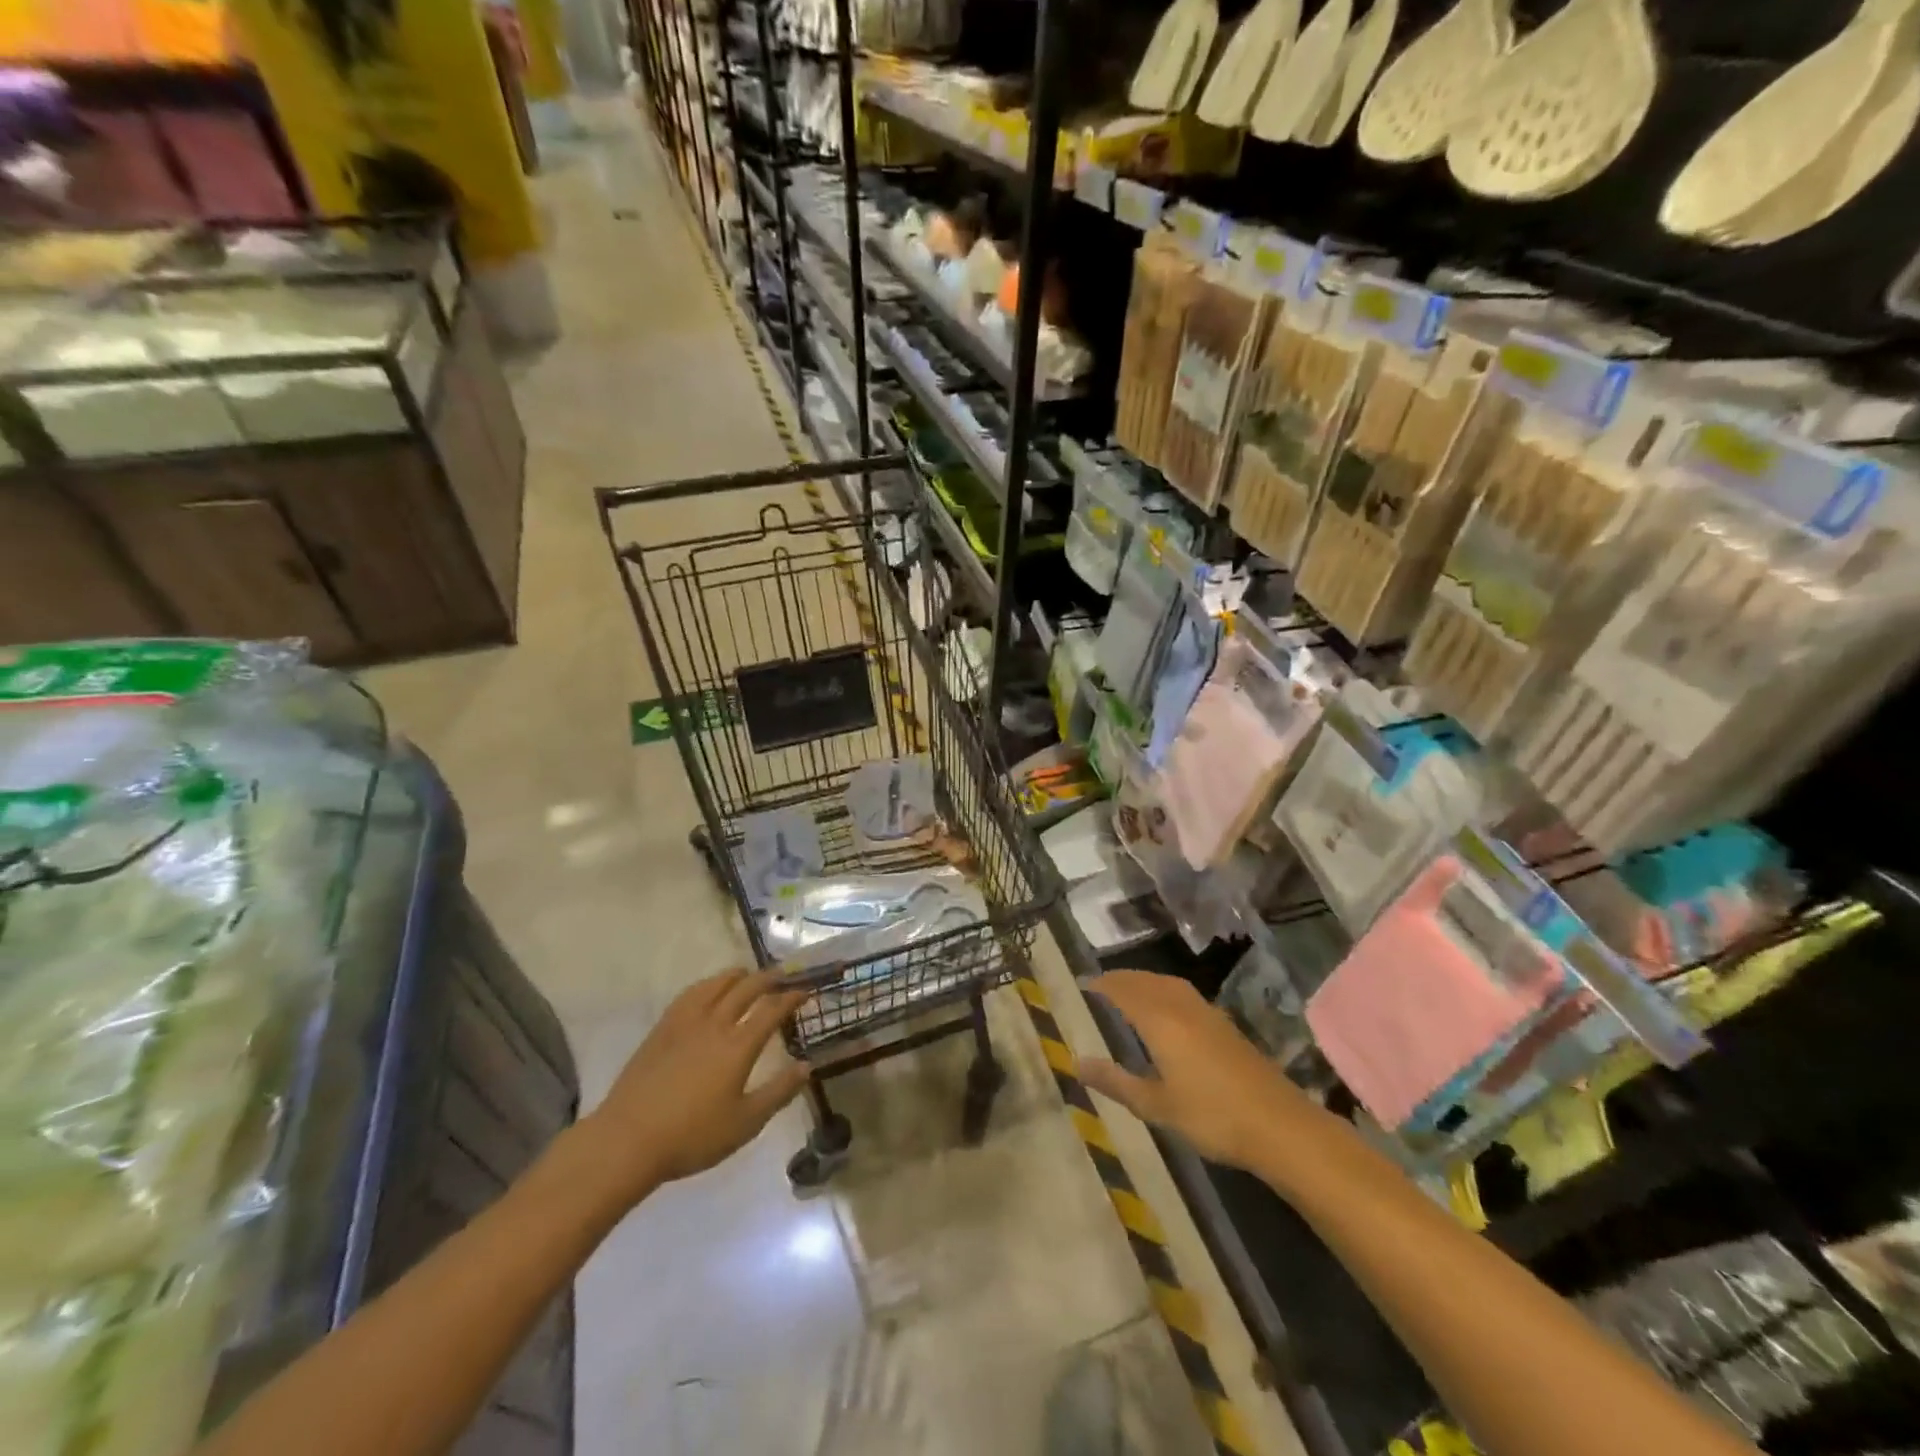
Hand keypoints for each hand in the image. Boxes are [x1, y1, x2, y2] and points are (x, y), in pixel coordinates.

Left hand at [583, 969, 812, 1198]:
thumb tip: (806, 1066)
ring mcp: (685, 1023)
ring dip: (738, 975)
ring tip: (748, 975)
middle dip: (769, 978)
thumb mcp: (745, 1123)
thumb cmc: (692, 1137)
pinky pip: (690, 994)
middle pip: (746, 988)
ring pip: (716, 984)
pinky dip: (708, 984)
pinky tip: (708, 990)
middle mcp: (715, 1024)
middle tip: (783, 975)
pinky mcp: (662, 1029)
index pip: (772, 1009)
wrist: (627, 1141)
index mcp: (738, 1046)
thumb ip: (779, 1092)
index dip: (791, 997)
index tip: (805, 991)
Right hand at [1078, 970, 1316, 1172]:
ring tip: (1128, 992)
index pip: (1123, 990)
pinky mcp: (1224, 1025)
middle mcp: (1181, 1006)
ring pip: (1167, 984)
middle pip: (1145, 981)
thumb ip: (1116, 1082)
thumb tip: (1077, 1063)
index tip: (1081, 985)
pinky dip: (1163, 991)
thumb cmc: (1211, 1116)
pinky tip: (1166, 1010)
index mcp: (1160, 1020)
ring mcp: (1207, 1013)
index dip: (1101, 985)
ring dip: (1144, 981)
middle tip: (1099, 986)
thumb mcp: (1156, 1106)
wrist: (1280, 1125)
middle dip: (1120, 979)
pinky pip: (1183, 993)